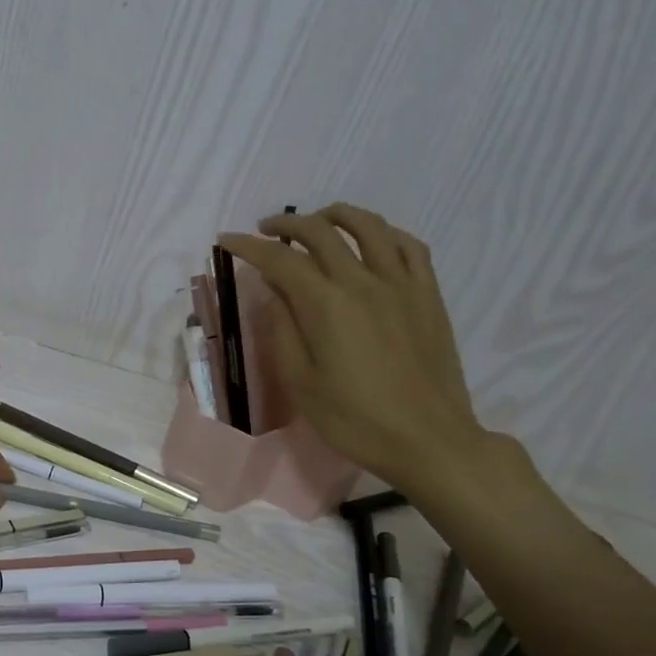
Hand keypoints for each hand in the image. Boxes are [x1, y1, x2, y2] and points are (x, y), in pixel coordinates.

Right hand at [219, 204, 490, 494]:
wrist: (428, 440)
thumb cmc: (355, 420)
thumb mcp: (301, 383)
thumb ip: (282, 331)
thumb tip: (271, 292)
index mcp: (325, 305)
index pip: (279, 260)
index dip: (248, 246)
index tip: (227, 240)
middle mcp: (362, 281)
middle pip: (319, 232)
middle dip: (286, 225)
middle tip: (266, 231)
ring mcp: (401, 284)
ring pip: (368, 226)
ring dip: (336, 215)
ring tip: (318, 221)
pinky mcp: (428, 295)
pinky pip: (409, 246)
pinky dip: (385, 232)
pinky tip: (374, 240)